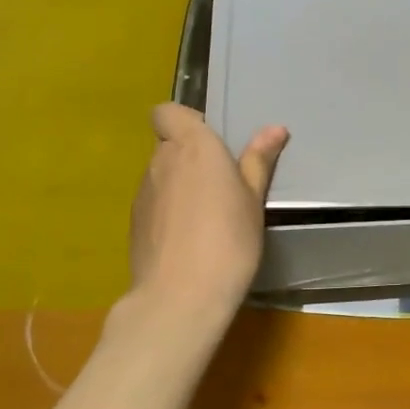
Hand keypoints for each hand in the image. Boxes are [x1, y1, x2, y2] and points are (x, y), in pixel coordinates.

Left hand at [128, 103, 288, 316]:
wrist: (181, 297)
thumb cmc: (229, 240)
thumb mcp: (253, 200)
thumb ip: (258, 161)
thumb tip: (274, 129)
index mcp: (192, 146)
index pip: (166, 112)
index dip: (185, 121)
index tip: (211, 143)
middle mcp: (160, 162)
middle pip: (168, 145)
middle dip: (190, 158)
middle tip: (222, 185)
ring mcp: (143, 194)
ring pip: (161, 176)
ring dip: (180, 186)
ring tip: (208, 218)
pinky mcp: (134, 224)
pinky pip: (155, 205)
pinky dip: (169, 213)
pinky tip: (190, 241)